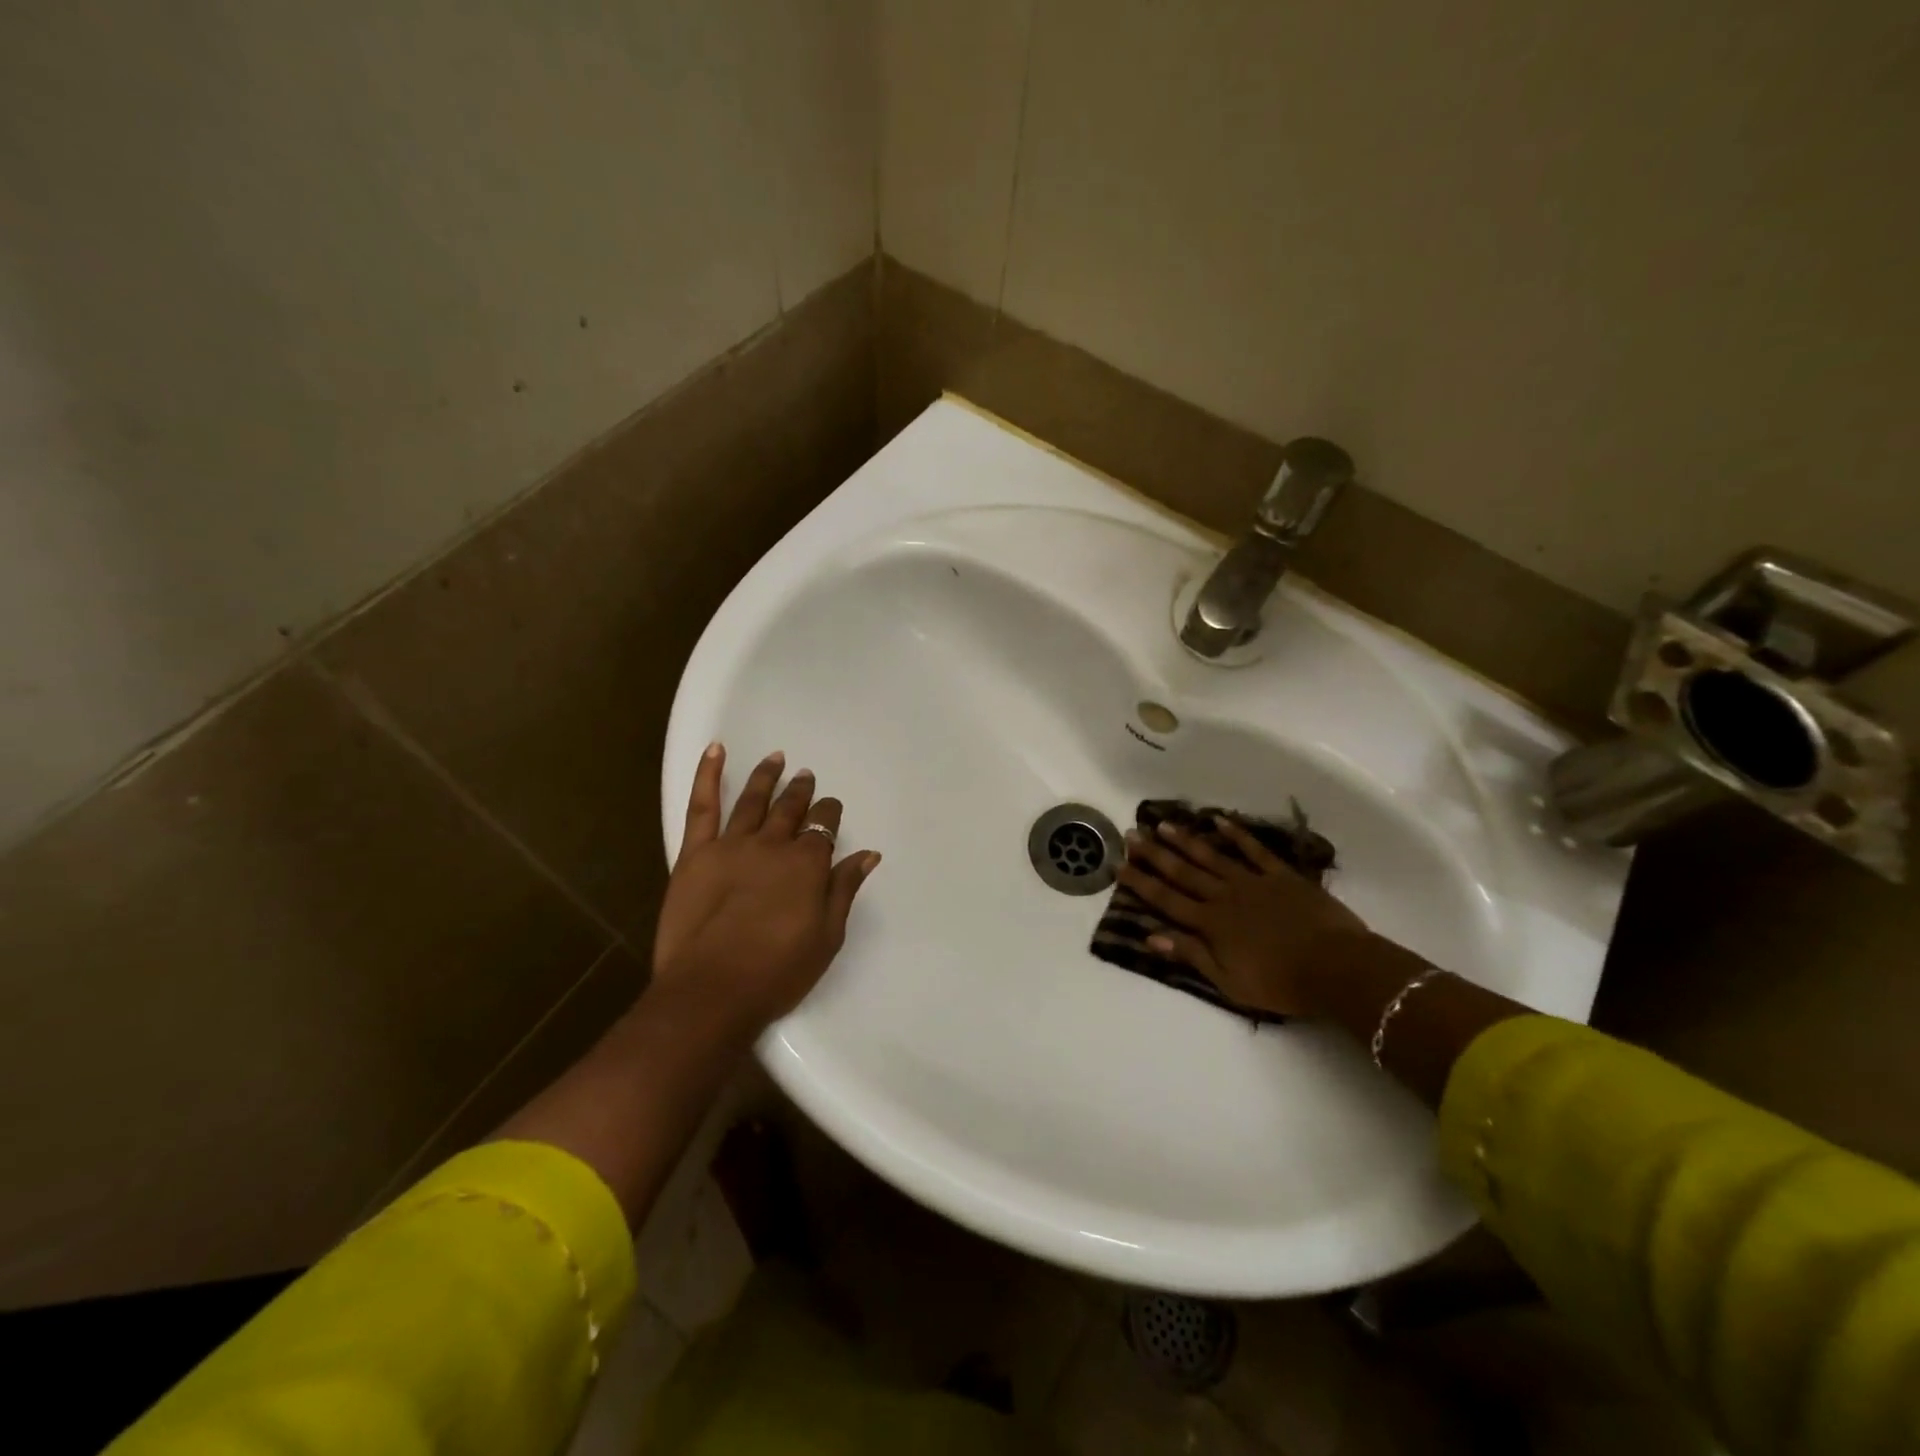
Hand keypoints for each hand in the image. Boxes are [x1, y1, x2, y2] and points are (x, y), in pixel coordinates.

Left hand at [652, 744, 879, 1036]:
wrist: (712, 991)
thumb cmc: (777, 971)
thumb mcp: (826, 936)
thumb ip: (844, 889)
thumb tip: (869, 854)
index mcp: (807, 864)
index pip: (824, 826)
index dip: (829, 813)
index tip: (830, 807)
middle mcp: (773, 844)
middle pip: (791, 809)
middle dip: (801, 790)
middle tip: (805, 775)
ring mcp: (731, 845)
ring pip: (753, 800)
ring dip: (766, 777)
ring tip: (776, 759)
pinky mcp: (695, 853)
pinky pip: (702, 805)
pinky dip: (709, 774)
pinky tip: (716, 750)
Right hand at [1117, 816, 1370, 1017]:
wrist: (1337, 968)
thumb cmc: (1280, 984)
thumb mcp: (1229, 982)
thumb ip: (1191, 955)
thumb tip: (1151, 936)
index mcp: (1210, 924)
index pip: (1167, 900)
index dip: (1140, 882)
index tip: (1118, 864)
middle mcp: (1224, 896)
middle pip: (1183, 872)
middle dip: (1154, 854)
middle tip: (1131, 835)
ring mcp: (1253, 882)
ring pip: (1212, 856)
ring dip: (1186, 840)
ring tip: (1163, 824)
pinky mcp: (1281, 876)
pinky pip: (1255, 850)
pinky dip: (1237, 834)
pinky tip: (1219, 820)